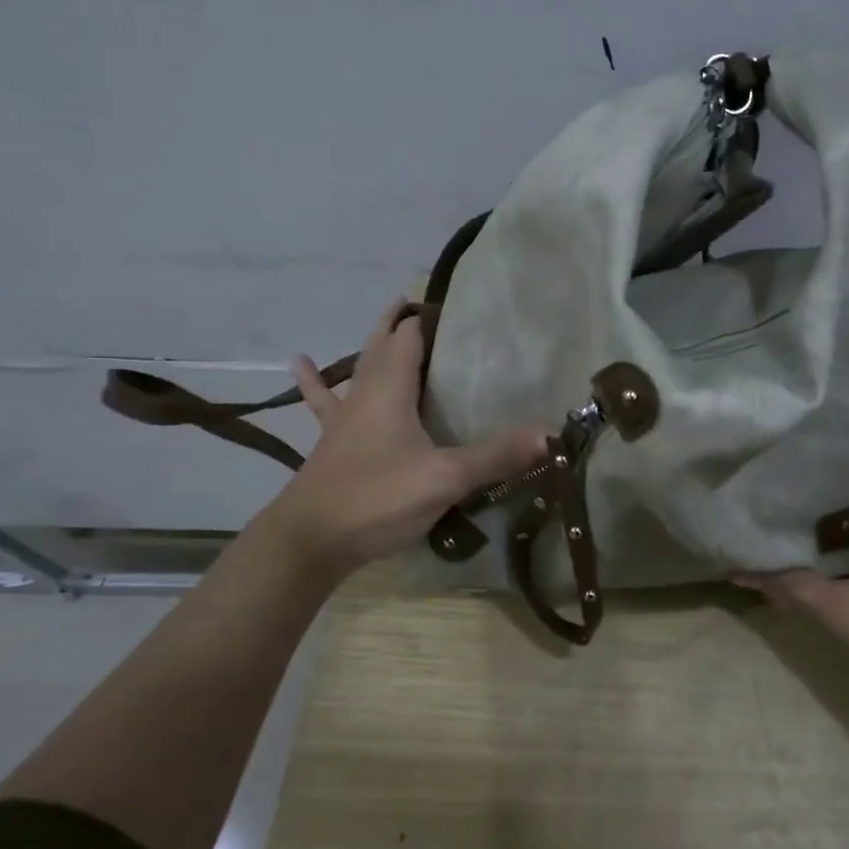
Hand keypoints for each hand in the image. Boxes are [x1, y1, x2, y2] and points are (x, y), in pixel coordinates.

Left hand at [264, 300, 546, 580]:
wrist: (310, 541)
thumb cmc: (377, 500)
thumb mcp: (445, 479)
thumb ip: (497, 456)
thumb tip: (550, 434)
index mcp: (391, 390)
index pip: (410, 336)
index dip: (430, 318)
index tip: (458, 307)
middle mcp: (365, 394)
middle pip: (383, 344)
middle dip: (404, 323)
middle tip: (429, 308)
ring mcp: (344, 418)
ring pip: (359, 367)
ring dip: (375, 344)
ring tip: (388, 321)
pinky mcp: (332, 442)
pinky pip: (325, 402)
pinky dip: (315, 381)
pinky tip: (298, 362)